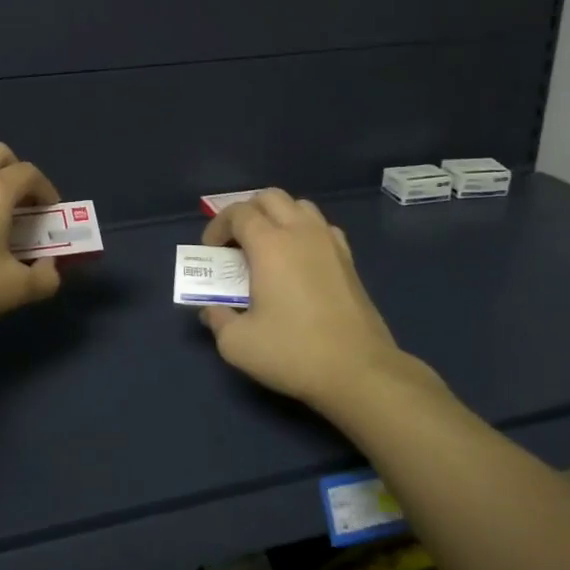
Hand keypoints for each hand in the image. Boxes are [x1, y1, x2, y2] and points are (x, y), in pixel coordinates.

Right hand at [199, 190, 444, 412]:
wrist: (358, 371)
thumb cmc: (293, 352)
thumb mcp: (237, 344)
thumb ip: (217, 320)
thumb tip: (212, 309)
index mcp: (270, 244)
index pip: (238, 212)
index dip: (218, 226)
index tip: (211, 251)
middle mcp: (301, 232)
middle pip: (270, 198)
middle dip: (247, 212)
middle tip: (235, 242)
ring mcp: (330, 243)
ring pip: (299, 206)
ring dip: (277, 217)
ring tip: (266, 246)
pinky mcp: (349, 260)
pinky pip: (322, 227)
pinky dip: (304, 231)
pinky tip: (299, 259)